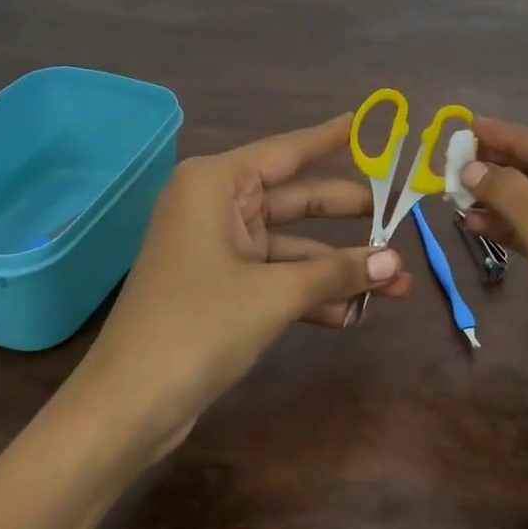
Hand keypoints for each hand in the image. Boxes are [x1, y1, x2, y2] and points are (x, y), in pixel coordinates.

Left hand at [79, 115, 411, 458]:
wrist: (127, 406)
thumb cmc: (199, 327)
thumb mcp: (275, 294)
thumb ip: (337, 272)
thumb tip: (394, 263)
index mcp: (216, 183)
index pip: (287, 150)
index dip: (330, 138)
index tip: (367, 122)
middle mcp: (215, 205)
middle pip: (295, 200)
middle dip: (349, 218)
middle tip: (400, 218)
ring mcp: (216, 247)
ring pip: (290, 245)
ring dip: (336, 267)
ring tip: (394, 285)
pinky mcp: (219, 287)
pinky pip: (274, 276)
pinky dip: (309, 293)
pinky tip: (352, 315)